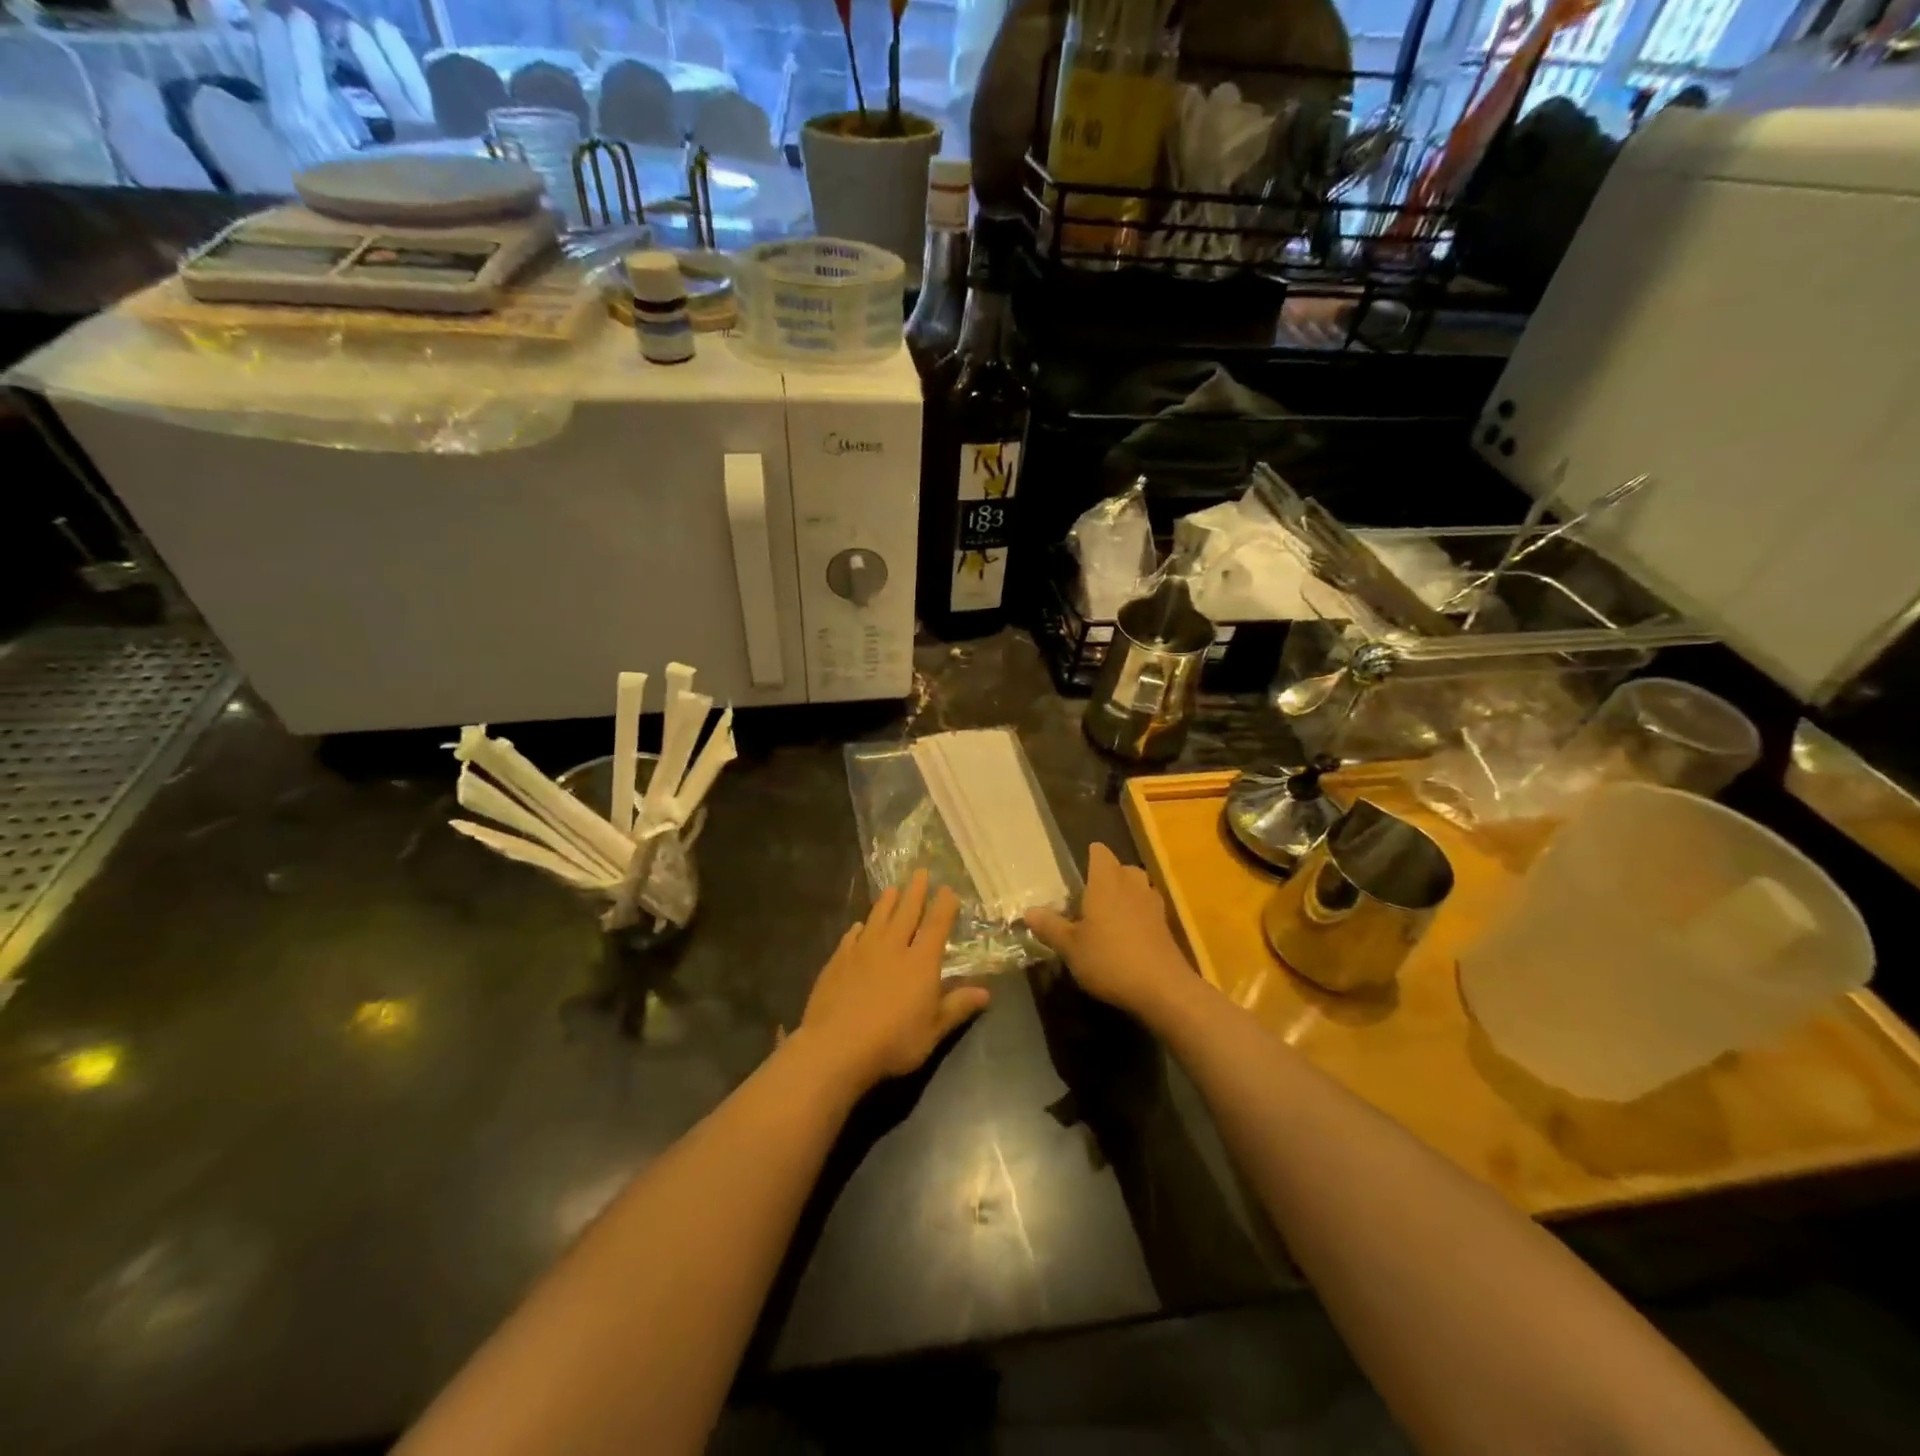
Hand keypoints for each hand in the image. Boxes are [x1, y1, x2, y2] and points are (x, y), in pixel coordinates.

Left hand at [799, 870, 990, 1094]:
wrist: (837, 1046)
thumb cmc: (893, 1041)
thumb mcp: (933, 1030)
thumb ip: (957, 1007)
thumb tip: (986, 992)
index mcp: (921, 962)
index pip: (936, 926)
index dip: (944, 906)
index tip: (948, 889)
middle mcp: (893, 947)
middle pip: (906, 912)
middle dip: (915, 892)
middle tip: (920, 872)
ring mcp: (862, 951)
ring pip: (877, 918)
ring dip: (886, 902)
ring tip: (892, 888)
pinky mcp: (838, 961)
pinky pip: (851, 937)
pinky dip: (858, 929)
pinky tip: (858, 926)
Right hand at [1025, 843, 1194, 1022]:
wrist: (1163, 988)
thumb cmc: (1110, 959)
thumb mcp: (1070, 947)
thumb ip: (1050, 926)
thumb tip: (1028, 911)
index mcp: (1106, 882)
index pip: (1100, 853)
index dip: (1090, 856)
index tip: (1079, 869)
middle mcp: (1132, 885)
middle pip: (1122, 868)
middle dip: (1109, 876)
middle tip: (1090, 895)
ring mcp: (1153, 905)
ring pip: (1139, 887)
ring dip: (1126, 895)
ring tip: (1108, 914)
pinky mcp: (1166, 927)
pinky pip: (1148, 909)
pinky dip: (1138, 915)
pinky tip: (1127, 936)